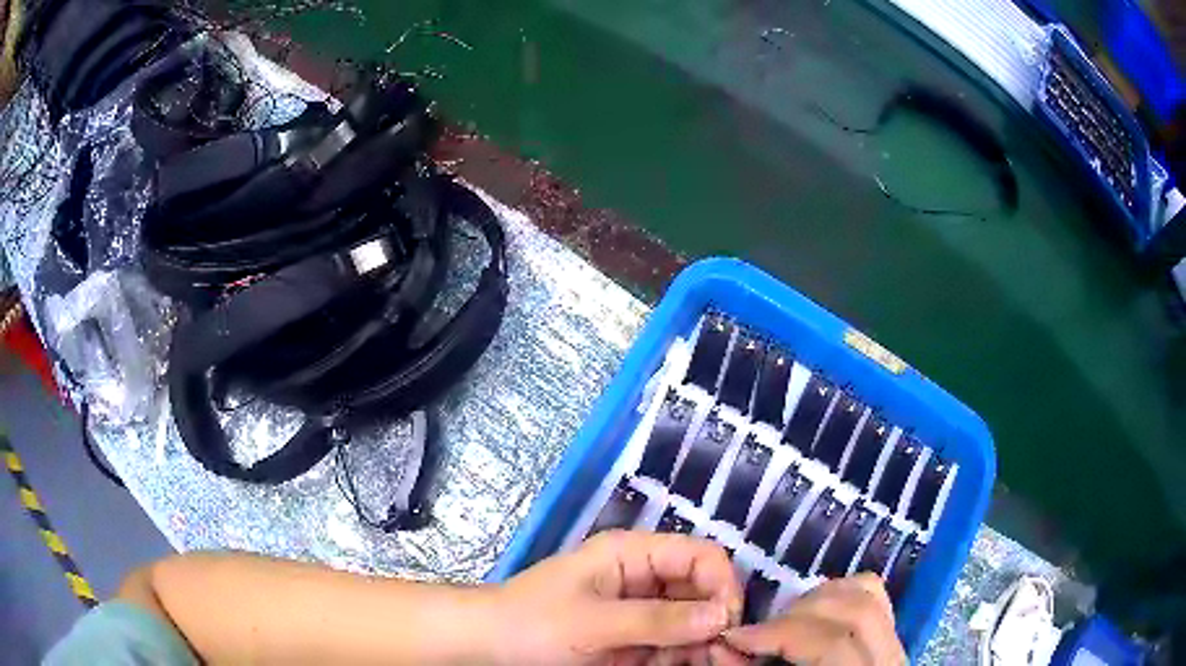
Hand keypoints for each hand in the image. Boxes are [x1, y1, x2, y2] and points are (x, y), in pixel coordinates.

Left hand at [489, 531, 744, 665]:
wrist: (486, 647)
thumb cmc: (532, 625)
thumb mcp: (593, 623)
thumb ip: (657, 621)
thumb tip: (722, 616)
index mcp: (632, 555)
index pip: (699, 556)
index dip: (722, 585)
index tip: (728, 625)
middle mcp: (643, 578)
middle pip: (701, 591)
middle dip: (719, 622)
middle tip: (729, 658)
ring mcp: (638, 611)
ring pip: (691, 622)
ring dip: (705, 644)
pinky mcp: (631, 638)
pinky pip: (671, 644)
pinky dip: (684, 657)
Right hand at [718, 573, 905, 665]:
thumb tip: (719, 646)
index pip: (831, 644)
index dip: (780, 634)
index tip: (735, 637)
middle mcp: (889, 660)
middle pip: (855, 610)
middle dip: (797, 613)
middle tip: (758, 632)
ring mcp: (896, 645)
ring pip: (869, 595)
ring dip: (819, 598)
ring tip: (784, 621)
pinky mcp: (891, 637)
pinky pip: (875, 597)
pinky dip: (841, 593)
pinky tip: (813, 612)